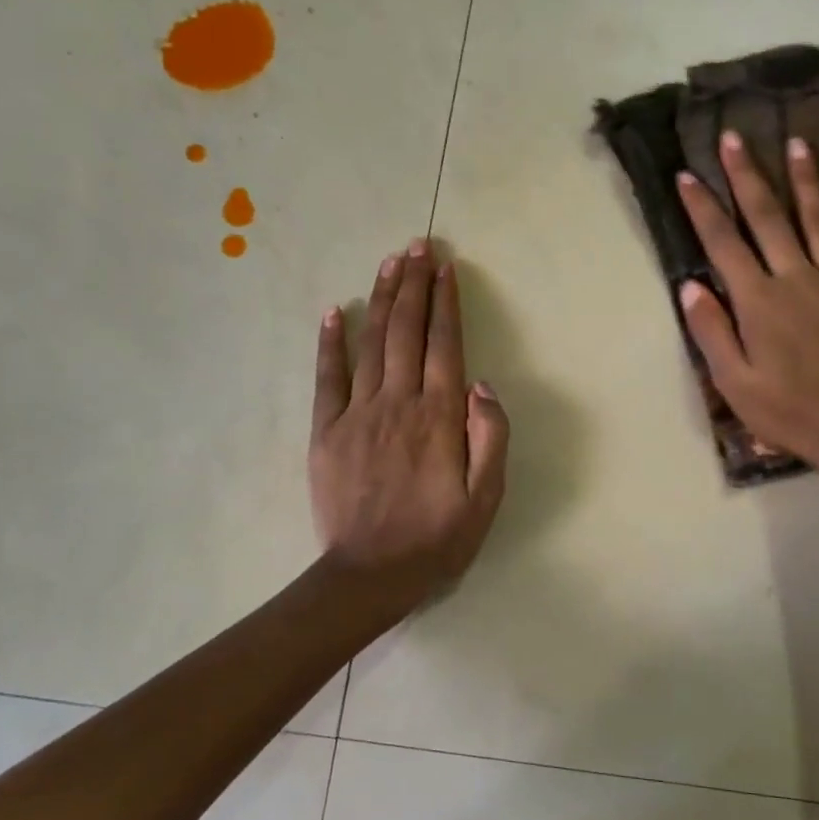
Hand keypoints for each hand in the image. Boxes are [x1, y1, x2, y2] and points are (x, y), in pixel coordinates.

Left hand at [309, 240, 509, 600]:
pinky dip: (331, 343)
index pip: (444, 345)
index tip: (446, 267)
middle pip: (407, 332)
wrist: (371, 573)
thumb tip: (484, 384)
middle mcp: (399, 403)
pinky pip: (328, 378)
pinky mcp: (327, 431)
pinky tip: (335, 312)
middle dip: (414, 285)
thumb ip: (491, 438)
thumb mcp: (486, 498)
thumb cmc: (437, 538)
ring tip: (390, 263)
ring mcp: (358, 414)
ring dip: (382, 299)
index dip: (446, 303)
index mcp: (439, 417)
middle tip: (417, 246)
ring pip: (372, 344)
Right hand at [676, 132, 818, 470]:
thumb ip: (712, 331)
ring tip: (798, 144)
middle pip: (769, 219)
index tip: (686, 176)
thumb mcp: (733, 381)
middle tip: (736, 138)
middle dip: (748, 176)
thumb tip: (691, 287)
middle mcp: (797, 279)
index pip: (724, 244)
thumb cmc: (786, 411)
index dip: (702, 208)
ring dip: (807, 182)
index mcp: (759, 301)